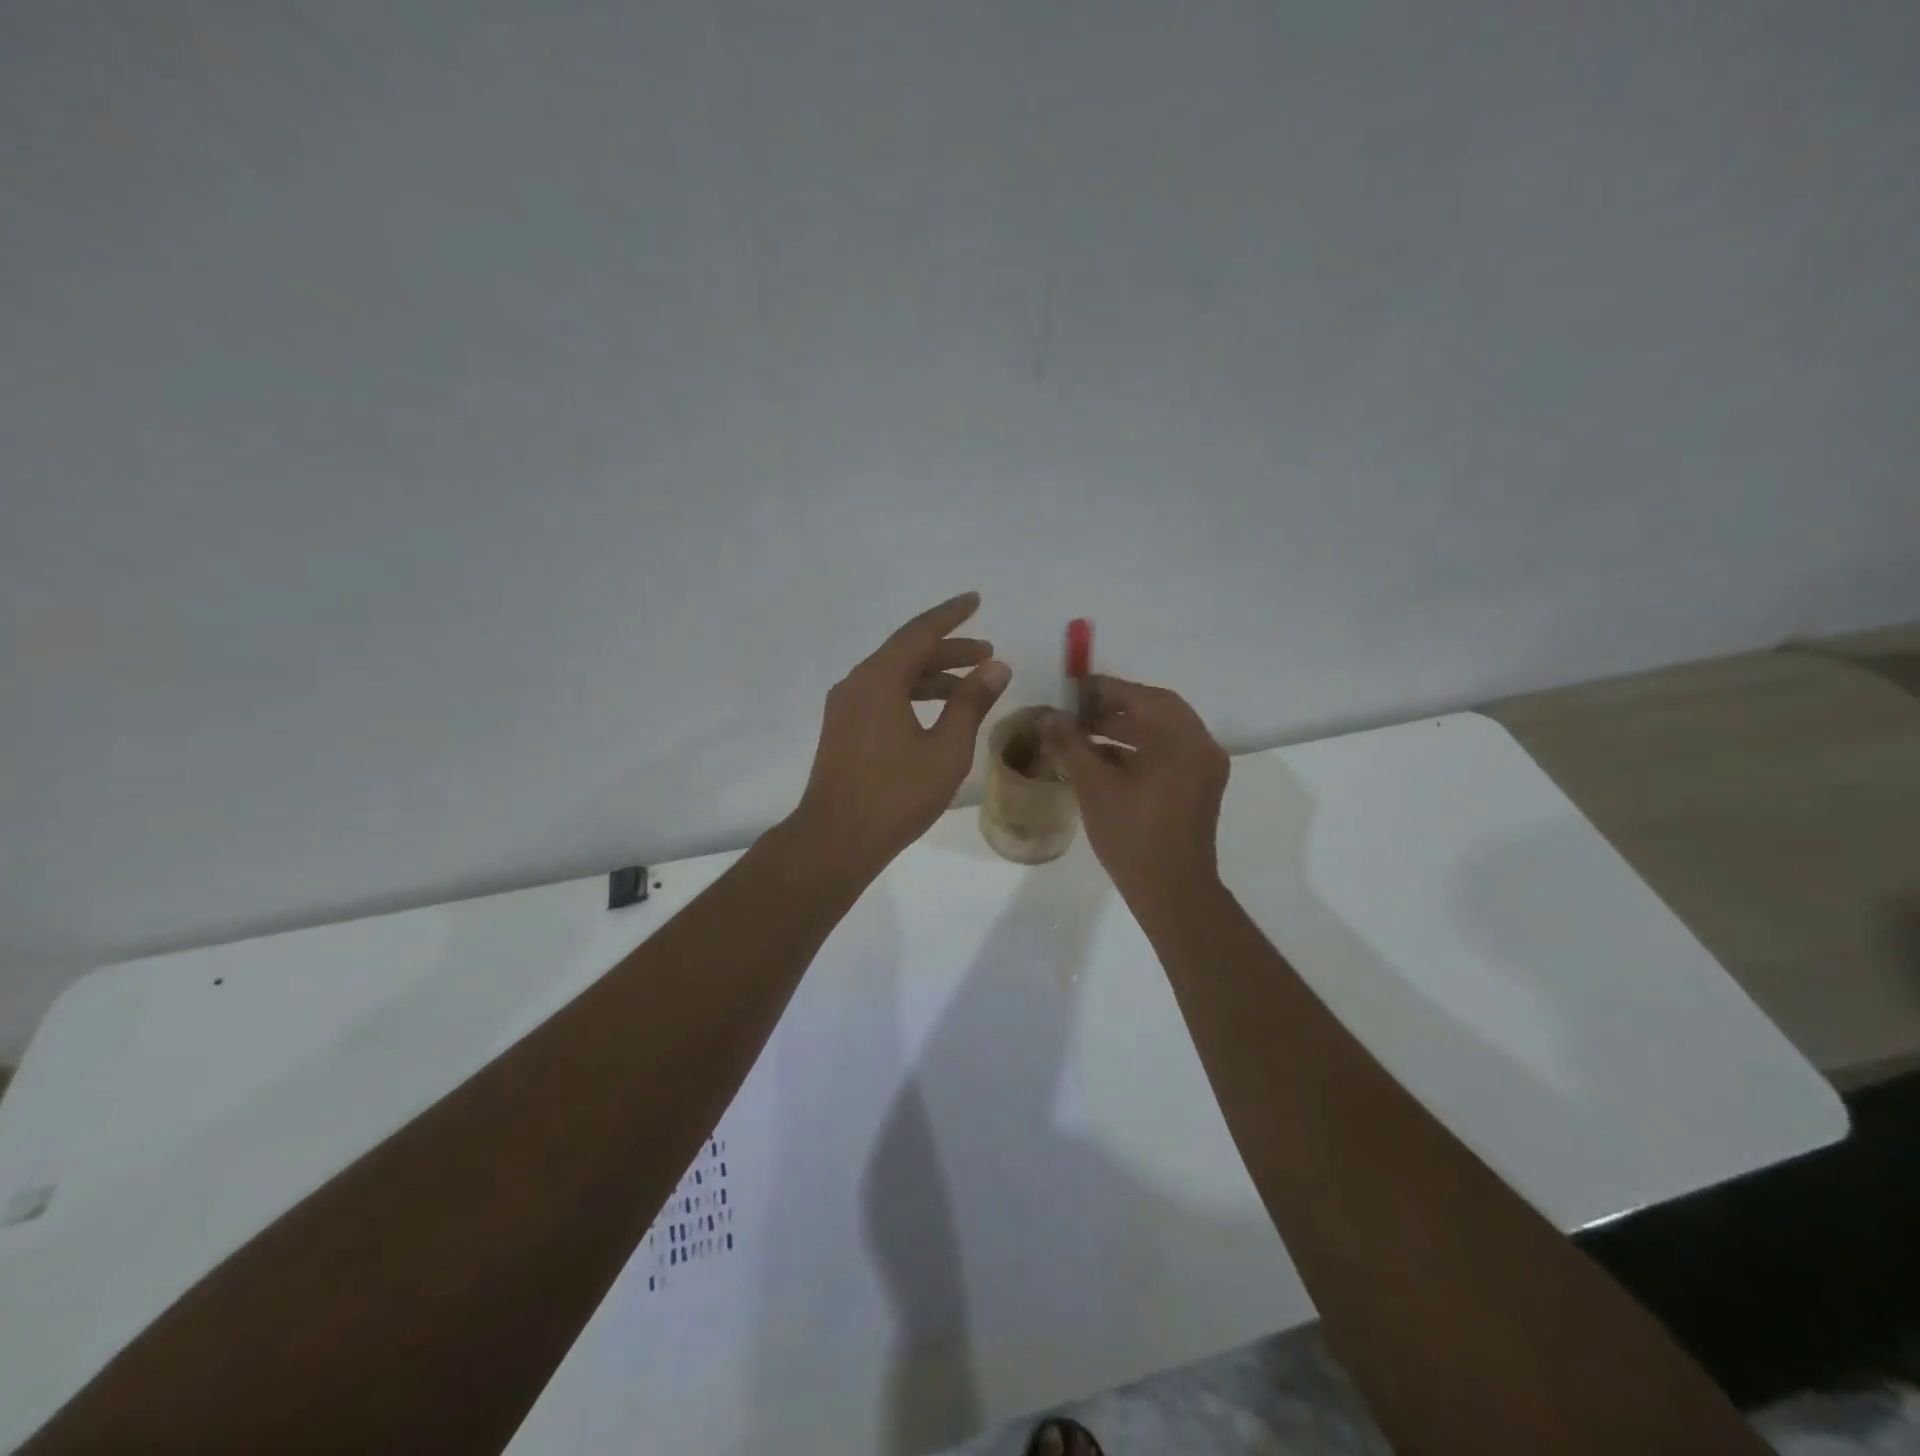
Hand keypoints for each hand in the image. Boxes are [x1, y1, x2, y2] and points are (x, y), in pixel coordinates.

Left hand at [792, 592, 1010, 877]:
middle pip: (906, 653)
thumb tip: (996, 667)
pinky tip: (936, 713)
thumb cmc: (896, 794)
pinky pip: (882, 695)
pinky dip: (912, 694)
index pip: (919, 633)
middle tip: (987, 652)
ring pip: (894, 676)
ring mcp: (845, 707)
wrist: (836, 839)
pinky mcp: (843, 729)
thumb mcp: (945, 749)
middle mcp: (857, 683)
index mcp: (879, 679)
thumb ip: (971, 703)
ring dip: (933, 676)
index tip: (975, 600)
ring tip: (970, 685)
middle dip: (949, 650)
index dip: (951, 616)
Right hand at [1042, 676, 1229, 913]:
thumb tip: (1045, 714)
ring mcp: (1202, 768)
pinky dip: (1134, 751)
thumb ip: (1069, 744)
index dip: (1102, 689)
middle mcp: (1200, 746)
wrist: (1171, 892)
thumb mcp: (1094, 786)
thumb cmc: (1132, 835)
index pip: (1141, 696)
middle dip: (1110, 708)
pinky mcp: (1196, 787)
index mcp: (1183, 740)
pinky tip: (1098, 759)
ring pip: (1158, 733)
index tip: (1069, 690)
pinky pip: (1164, 754)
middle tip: (1072, 711)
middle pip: (1153, 711)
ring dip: (1120, 730)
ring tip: (1078, 735)